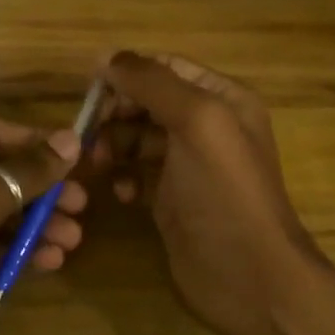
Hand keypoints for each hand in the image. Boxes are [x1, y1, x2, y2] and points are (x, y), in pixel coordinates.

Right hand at [95, 51, 325, 334]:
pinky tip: (121, 193)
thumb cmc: (224, 192)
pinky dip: (124, 177)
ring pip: (137, 138)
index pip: (166, 68)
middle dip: (115, 112)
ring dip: (113, 145)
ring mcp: (189, 166)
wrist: (249, 277)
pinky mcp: (171, 200)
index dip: (127, 73)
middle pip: (147, 102)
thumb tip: (106, 57)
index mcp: (223, 99)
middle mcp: (208, 127)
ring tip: (97, 163)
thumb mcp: (196, 122)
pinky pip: (137, 174)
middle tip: (86, 133)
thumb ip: (152, 83)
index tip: (88, 90)